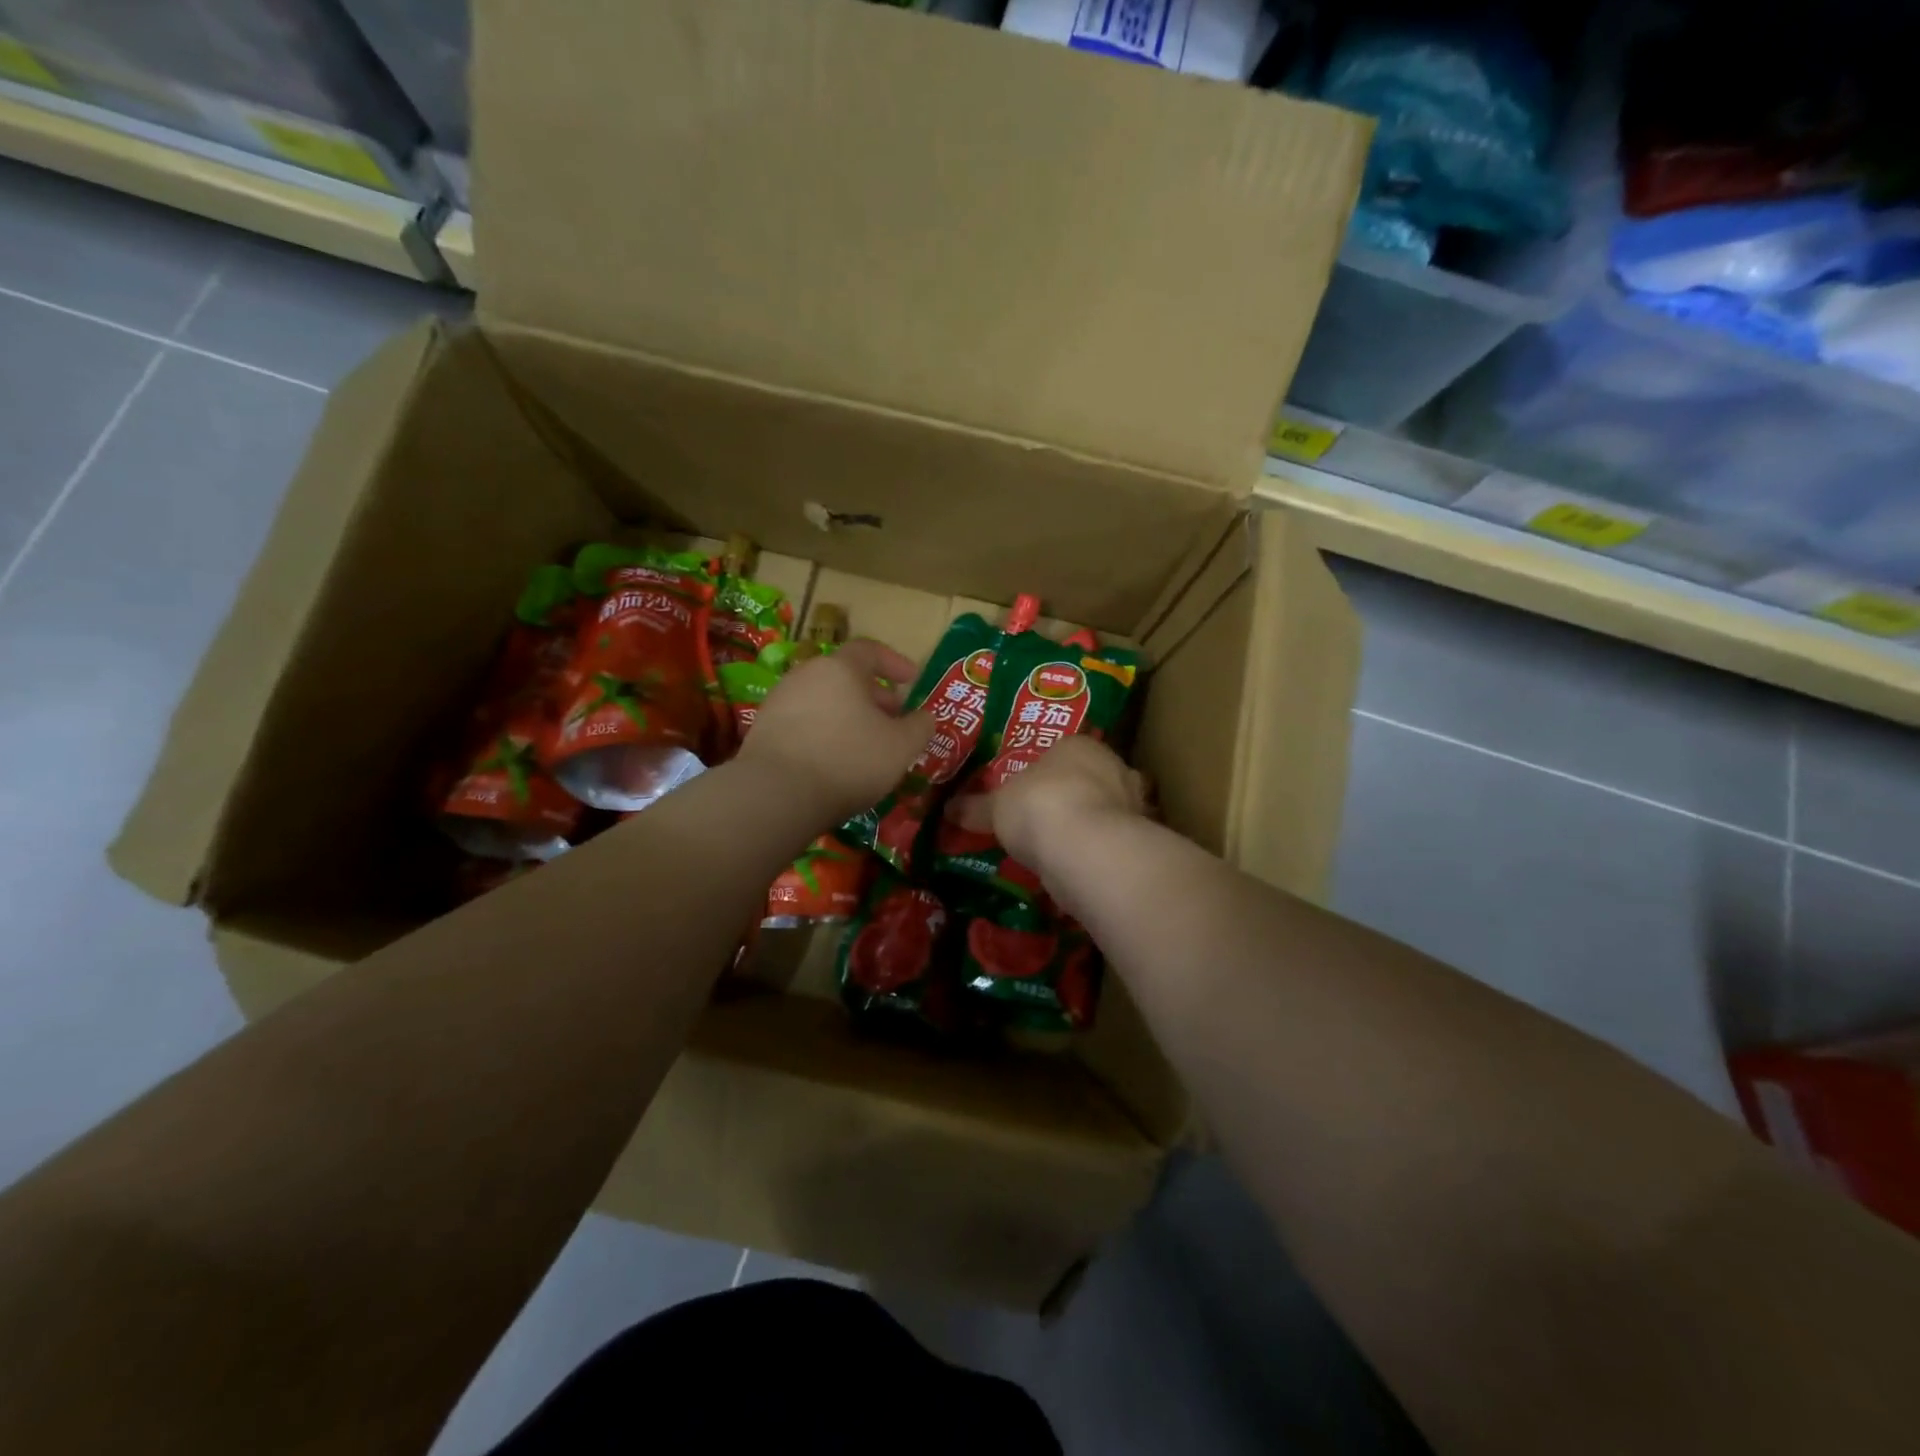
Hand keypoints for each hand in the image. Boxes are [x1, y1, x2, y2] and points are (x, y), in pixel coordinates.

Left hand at [739, 638, 934, 824]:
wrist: (776, 794)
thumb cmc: (849, 760)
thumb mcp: (900, 747)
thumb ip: (919, 727)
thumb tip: (925, 717)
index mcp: (840, 668)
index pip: (870, 650)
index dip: (895, 663)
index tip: (913, 679)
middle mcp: (806, 675)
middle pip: (845, 676)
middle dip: (873, 694)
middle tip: (893, 718)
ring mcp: (779, 701)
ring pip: (824, 699)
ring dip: (848, 715)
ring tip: (866, 743)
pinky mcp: (763, 729)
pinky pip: (804, 722)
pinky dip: (825, 731)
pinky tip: (835, 760)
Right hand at [956, 735, 1147, 872]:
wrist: (1084, 848)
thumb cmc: (1038, 806)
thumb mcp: (996, 807)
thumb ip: (976, 807)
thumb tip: (950, 809)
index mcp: (1079, 745)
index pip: (1065, 750)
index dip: (1047, 770)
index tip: (1030, 790)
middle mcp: (1113, 767)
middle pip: (1091, 778)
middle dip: (1074, 795)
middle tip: (1046, 817)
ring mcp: (1131, 804)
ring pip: (1106, 811)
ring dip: (1089, 825)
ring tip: (1061, 846)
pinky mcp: (1136, 839)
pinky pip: (1110, 841)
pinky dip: (1097, 851)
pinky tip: (1077, 866)